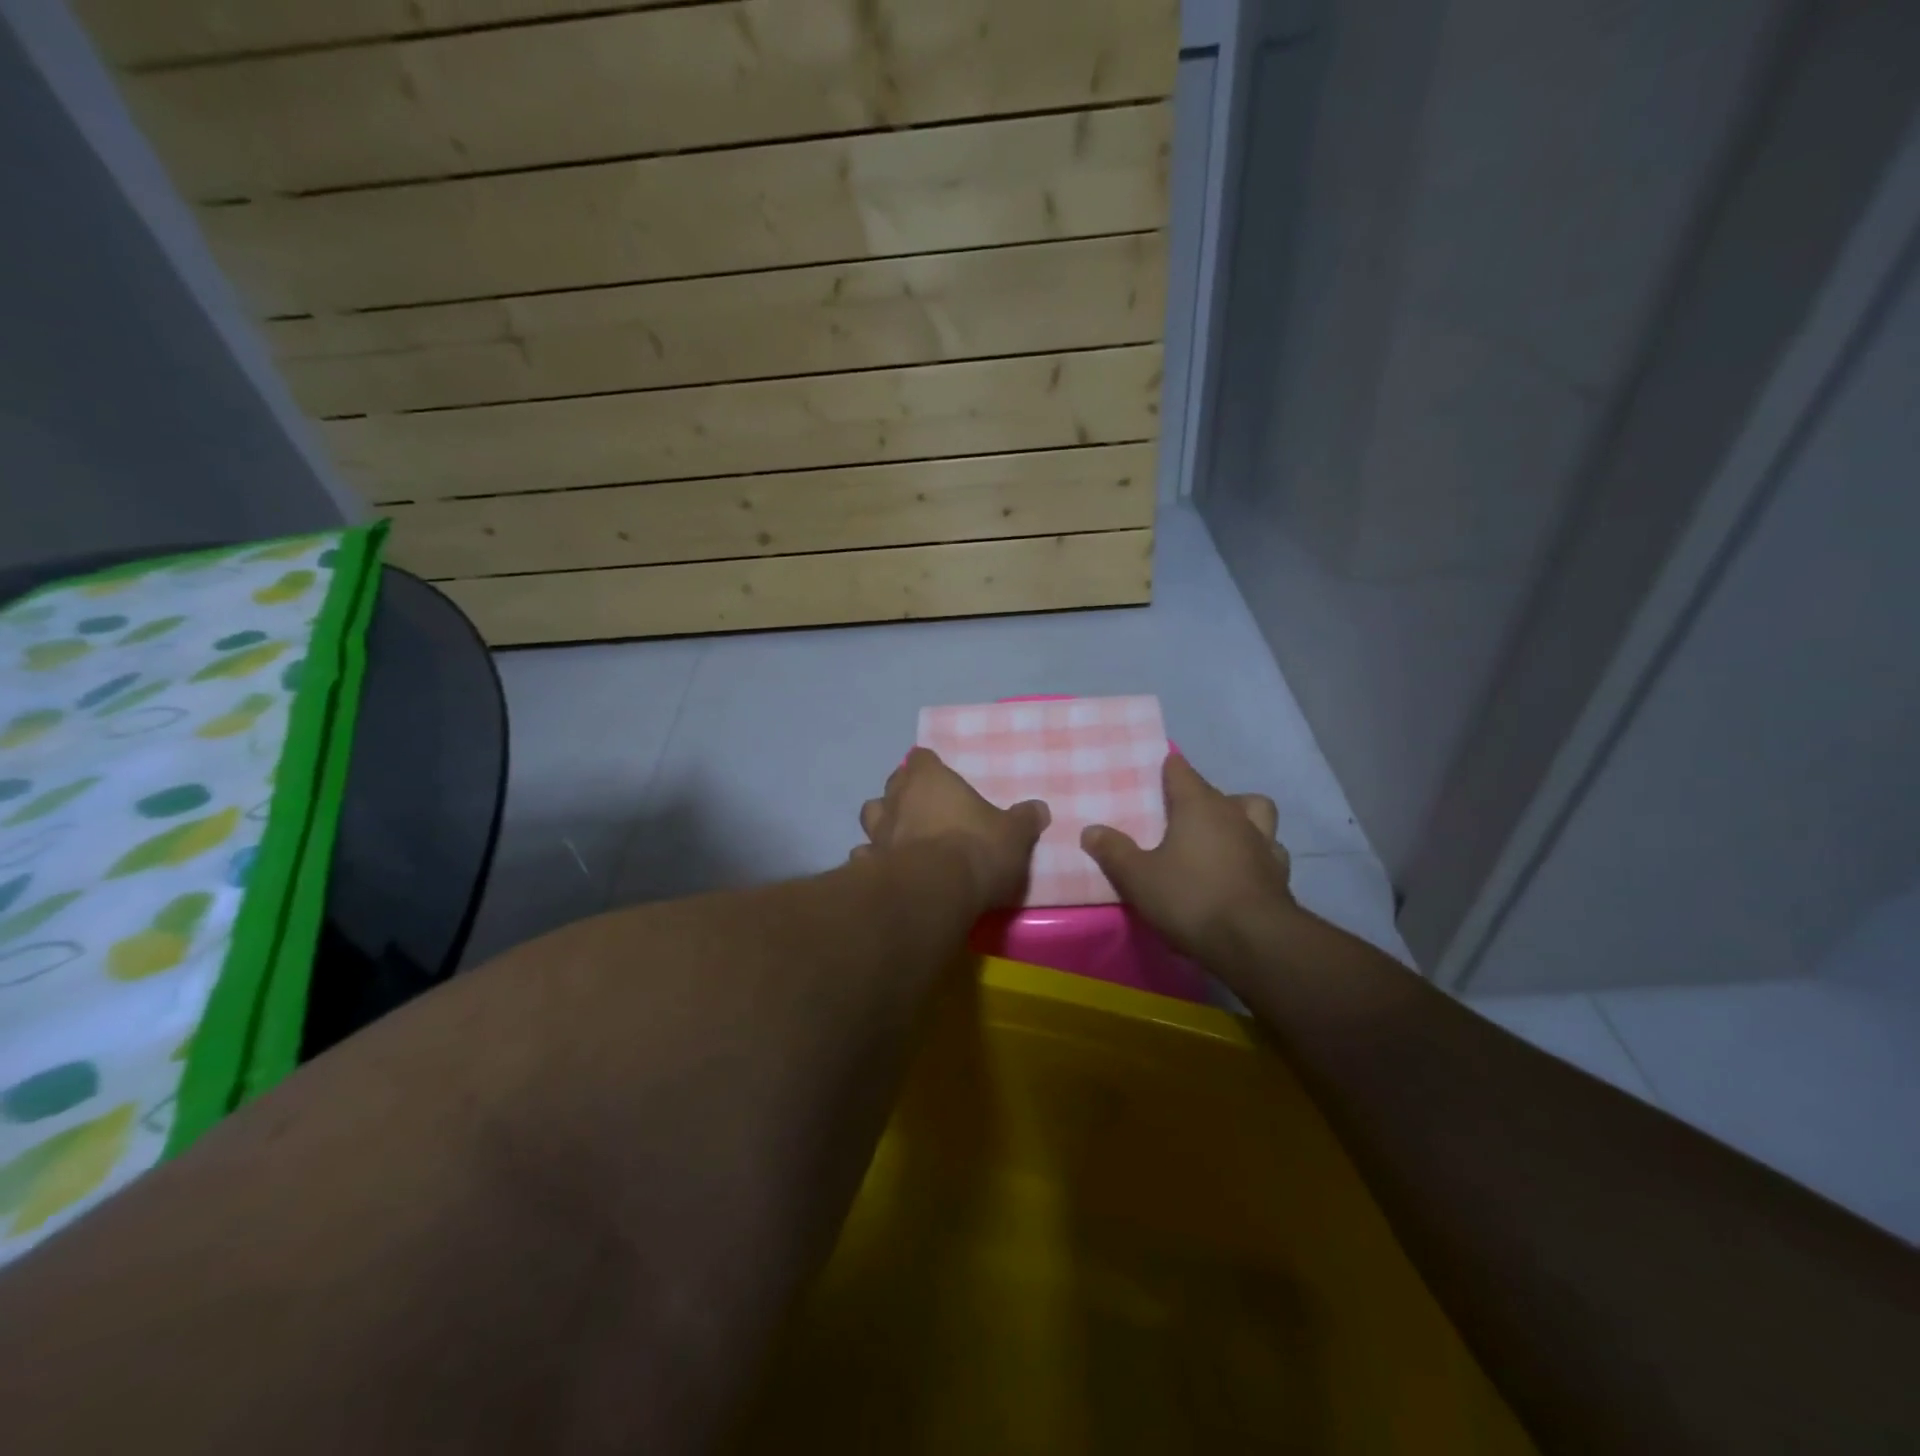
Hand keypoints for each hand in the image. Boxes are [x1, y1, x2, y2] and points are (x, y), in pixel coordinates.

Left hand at [856, 748, 1049, 908]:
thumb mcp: (1014, 834)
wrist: (933, 892)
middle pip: (894, 783)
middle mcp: (898, 798)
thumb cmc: (976, 849)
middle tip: (924, 807)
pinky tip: (887, 871)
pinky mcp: (867, 865)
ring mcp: (878, 831)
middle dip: (905, 792)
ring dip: (884, 823)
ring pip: (872, 815)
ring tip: (902, 837)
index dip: (930, 766)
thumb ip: (1024, 819)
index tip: (940, 777)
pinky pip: (866, 855)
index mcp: (930, 780)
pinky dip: (874, 860)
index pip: (923, 758)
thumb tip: (1039, 808)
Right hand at [1081, 754, 1293, 960]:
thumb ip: (1114, 851)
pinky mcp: (1280, 874)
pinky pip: (1269, 850)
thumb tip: (1091, 830)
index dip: (1168, 768)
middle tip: (1177, 817)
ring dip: (1240, 818)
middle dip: (1198, 797)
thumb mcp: (1138, 877)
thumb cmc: (1191, 898)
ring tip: (1219, 836)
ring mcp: (1263, 842)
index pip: (1181, 770)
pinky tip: (1242, 869)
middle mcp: (1234, 814)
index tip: (1156, 772)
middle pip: (1216, 792)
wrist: (1255, 942)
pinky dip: (1255, 853)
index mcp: (1199, 805)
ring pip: (1255, 813)